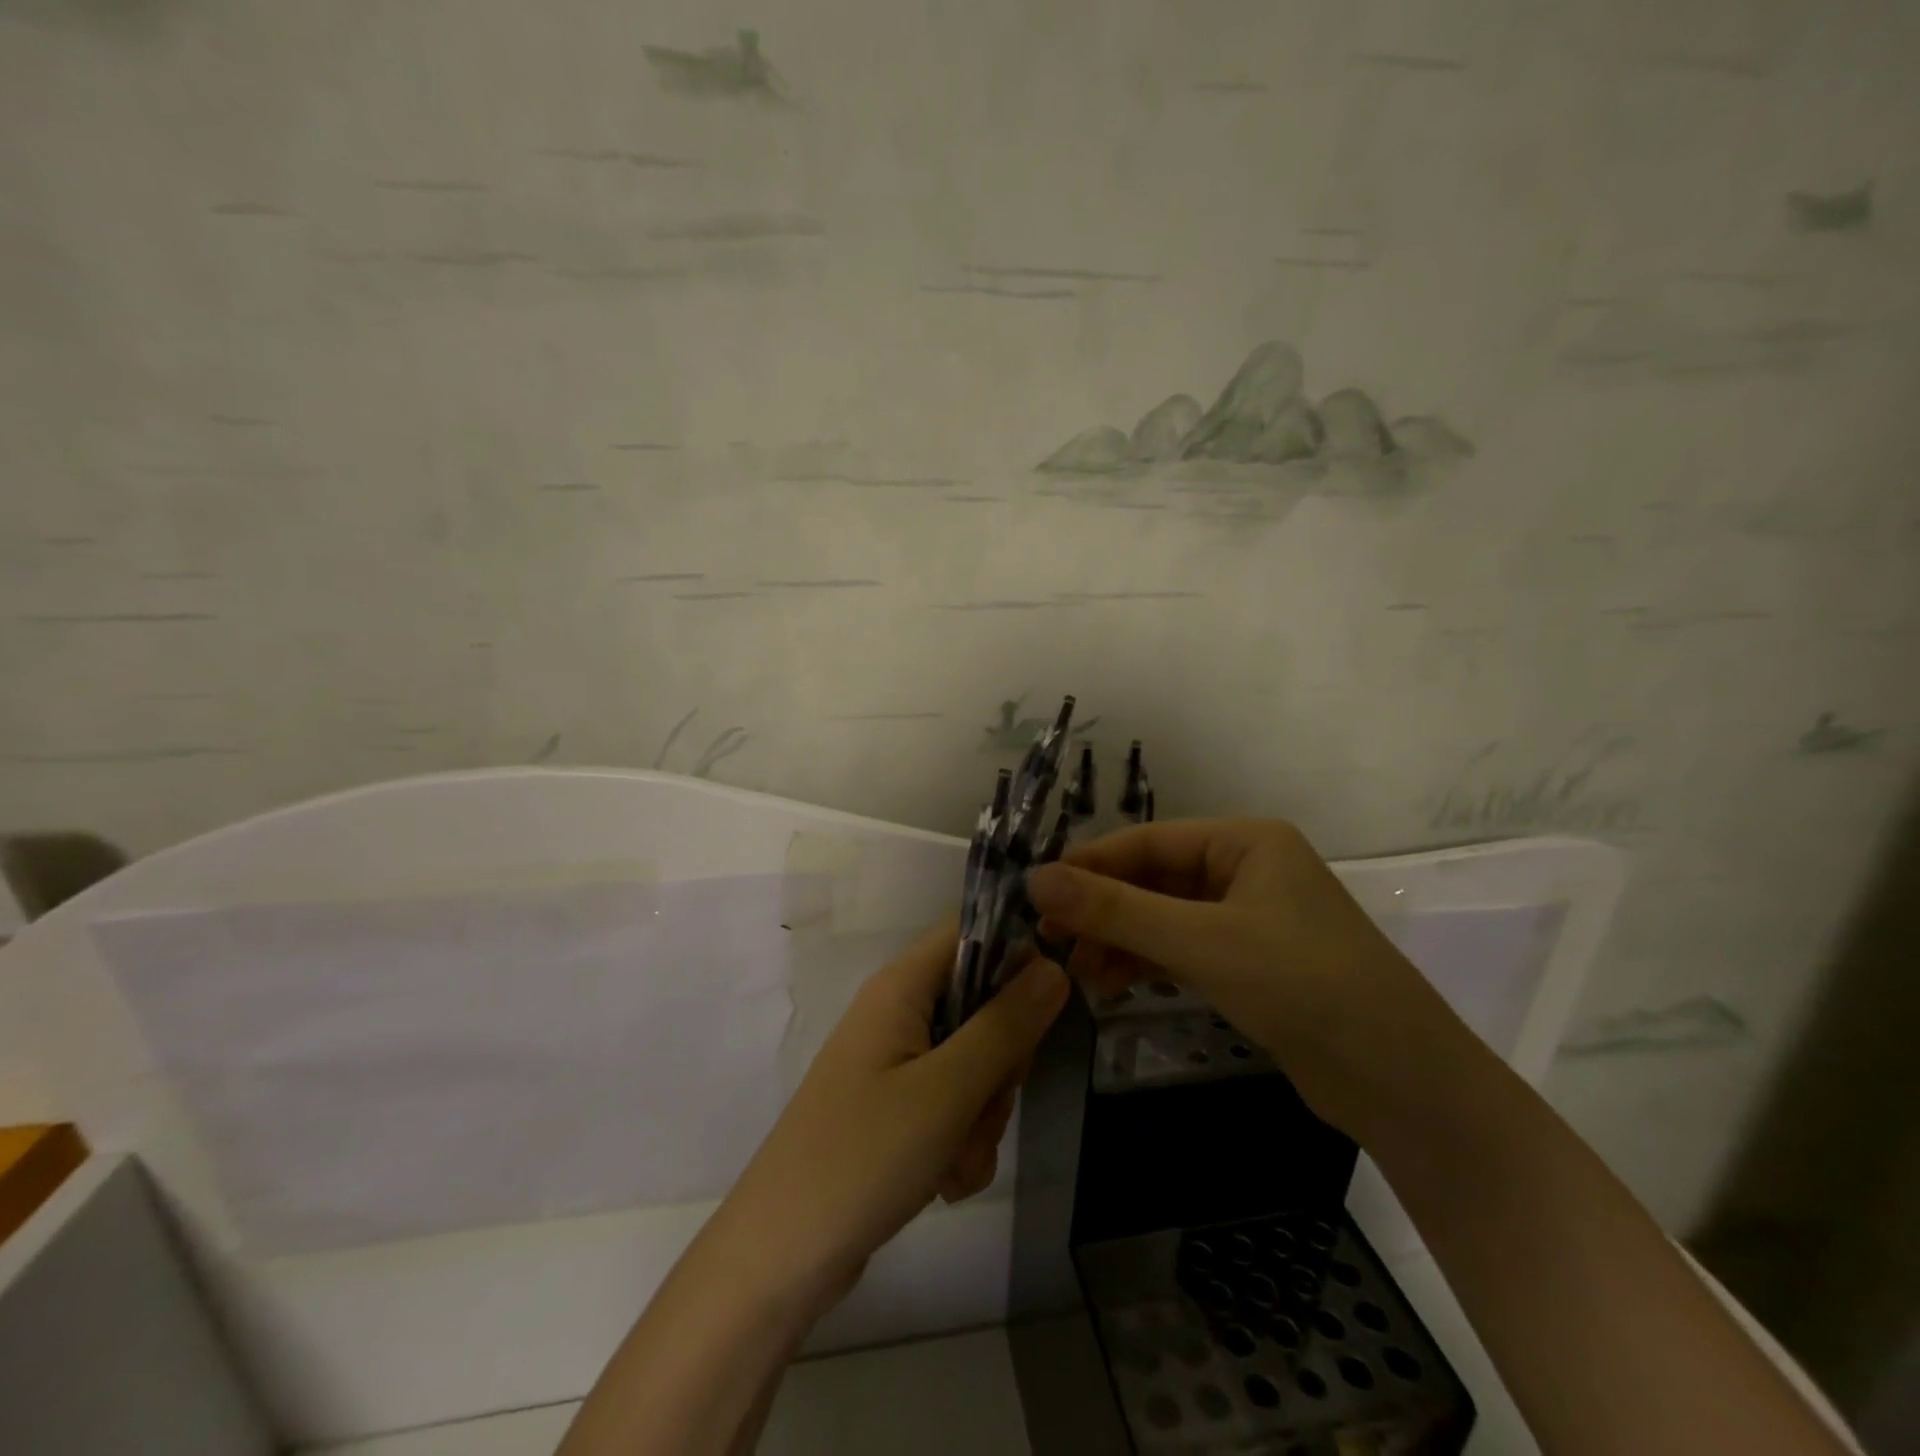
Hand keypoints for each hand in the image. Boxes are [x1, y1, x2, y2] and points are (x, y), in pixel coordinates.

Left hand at [714, 919, 1069, 1313]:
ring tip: (956, 1159)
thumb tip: (1054, 966)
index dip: (1014, 955)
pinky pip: (952, 1104)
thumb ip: (1006, 1025)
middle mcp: (897, 1013)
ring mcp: (895, 1062)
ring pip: (974, 1063)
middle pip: (981, 1004)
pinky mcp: (895, 1107)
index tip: (1042, 1008)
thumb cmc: (864, 1156)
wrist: (781, 1256)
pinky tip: (946, 1182)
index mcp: (901, 987)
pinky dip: (961, 1141)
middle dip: (1000, 1063)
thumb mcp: (948, 1089)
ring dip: (982, 1115)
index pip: (970, 932)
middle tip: (986, 1102)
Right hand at [1026, 818, 1467, 1139]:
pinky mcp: (1249, 963)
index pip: (1146, 841)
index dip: (1088, 866)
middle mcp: (1245, 869)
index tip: (1034, 895)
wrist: (1403, 1084)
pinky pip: (1182, 949)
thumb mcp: (1201, 943)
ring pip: (1163, 918)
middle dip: (1102, 912)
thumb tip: (1034, 878)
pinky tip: (1111, 986)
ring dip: (1119, 942)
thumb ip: (1115, 910)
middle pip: (1152, 880)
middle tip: (1049, 942)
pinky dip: (1146, 964)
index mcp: (1245, 841)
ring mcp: (1248, 918)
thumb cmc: (1303, 985)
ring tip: (1077, 976)